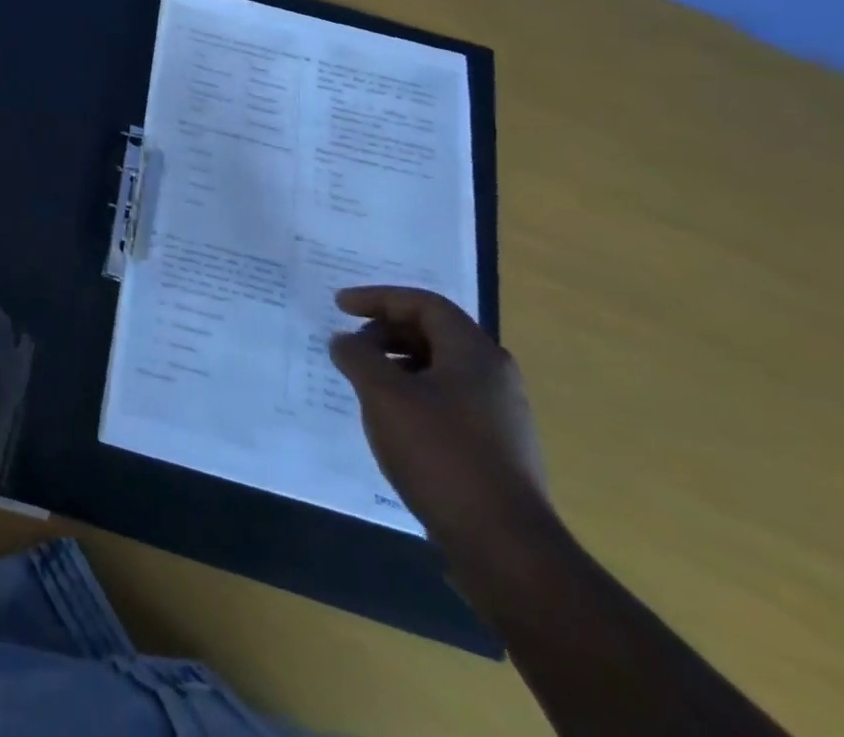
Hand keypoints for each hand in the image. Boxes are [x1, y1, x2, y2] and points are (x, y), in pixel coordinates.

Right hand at [329, 286, 552, 555]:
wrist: (505, 546)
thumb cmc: (440, 453)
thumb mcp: (382, 394)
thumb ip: (356, 356)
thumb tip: (345, 341)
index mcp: (474, 353)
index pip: (423, 304)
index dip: (377, 298)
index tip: (339, 306)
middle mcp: (495, 376)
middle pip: (434, 332)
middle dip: (386, 331)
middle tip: (351, 345)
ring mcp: (501, 414)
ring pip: (442, 368)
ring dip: (398, 363)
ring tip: (366, 382)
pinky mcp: (498, 448)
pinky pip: (449, 399)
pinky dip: (414, 393)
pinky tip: (393, 419)